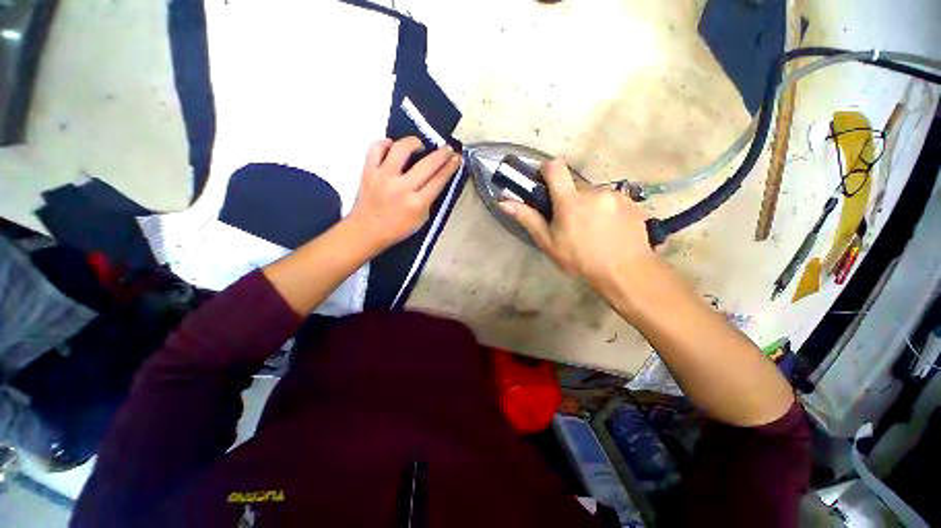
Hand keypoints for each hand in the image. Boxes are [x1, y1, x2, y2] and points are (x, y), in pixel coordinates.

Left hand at [348, 137, 460, 250]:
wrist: (367, 230)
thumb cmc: (397, 228)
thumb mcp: (422, 219)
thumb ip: (429, 200)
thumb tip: (436, 180)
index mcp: (417, 203)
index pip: (439, 180)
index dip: (450, 167)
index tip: (457, 158)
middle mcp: (402, 188)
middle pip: (427, 164)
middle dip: (442, 154)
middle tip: (447, 149)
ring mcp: (383, 177)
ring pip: (401, 149)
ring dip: (414, 143)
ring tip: (419, 146)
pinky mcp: (368, 171)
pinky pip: (377, 148)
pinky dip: (387, 144)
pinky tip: (394, 147)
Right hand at [499, 158, 656, 288]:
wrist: (625, 273)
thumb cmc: (580, 260)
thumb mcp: (549, 243)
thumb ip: (528, 219)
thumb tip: (504, 202)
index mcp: (570, 201)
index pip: (556, 168)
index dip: (547, 170)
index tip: (544, 182)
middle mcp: (594, 192)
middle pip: (575, 184)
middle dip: (569, 197)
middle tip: (570, 221)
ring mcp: (616, 196)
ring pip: (594, 194)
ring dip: (589, 205)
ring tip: (593, 229)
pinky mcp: (632, 202)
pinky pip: (612, 200)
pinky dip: (606, 210)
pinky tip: (609, 230)